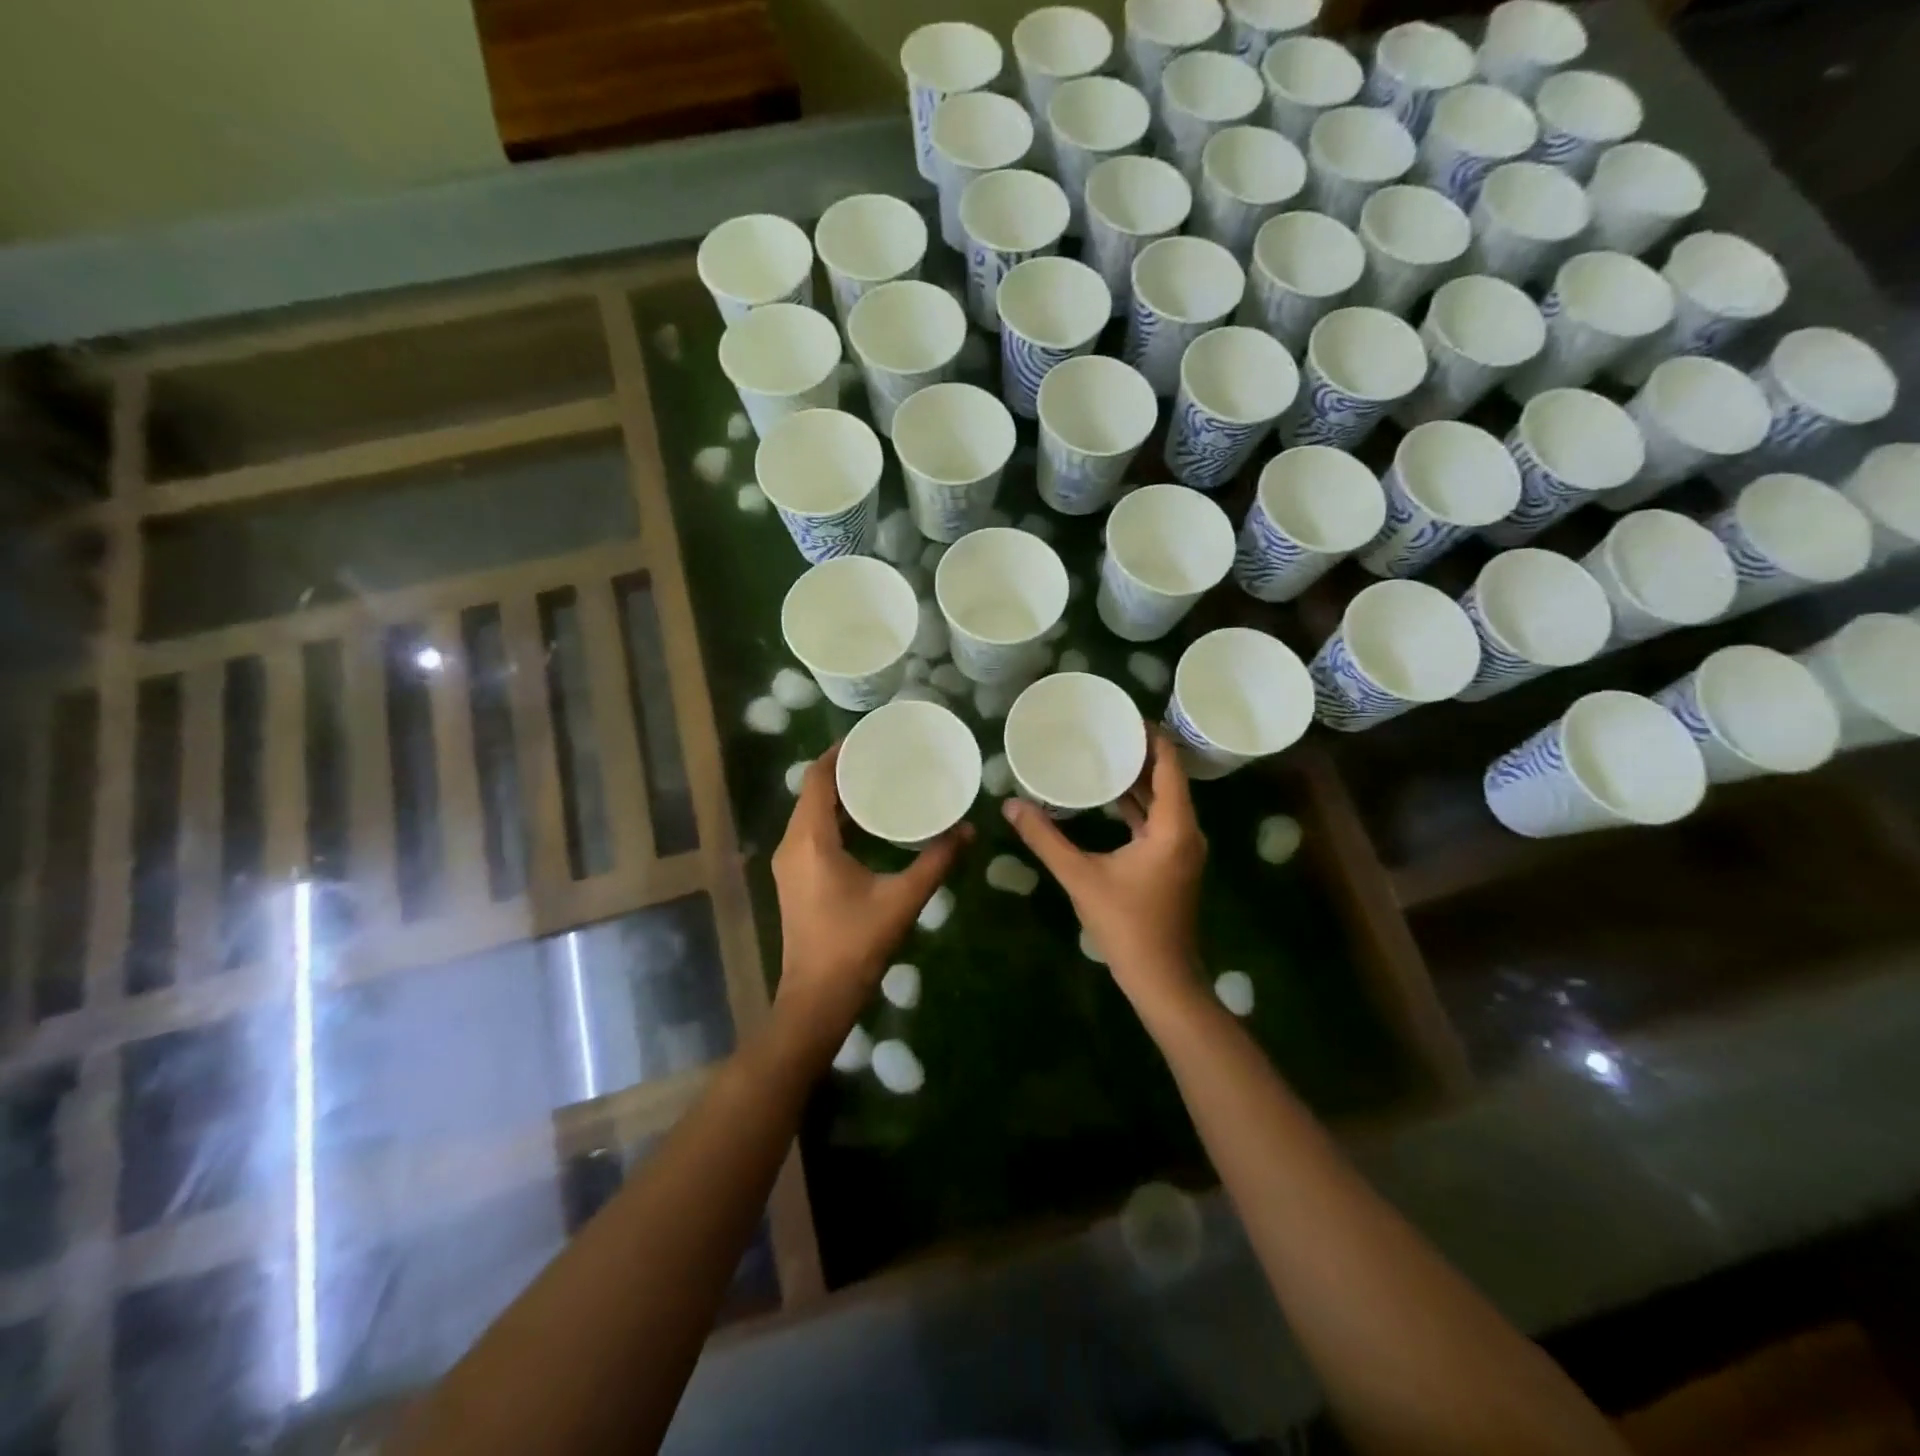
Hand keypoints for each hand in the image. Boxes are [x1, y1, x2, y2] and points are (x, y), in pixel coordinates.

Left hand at [770, 742, 970, 1046]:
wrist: (817, 999)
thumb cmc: (855, 945)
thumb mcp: (902, 899)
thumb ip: (936, 861)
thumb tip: (968, 830)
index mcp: (810, 840)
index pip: (818, 779)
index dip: (839, 752)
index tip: (869, 736)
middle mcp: (792, 845)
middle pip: (813, 792)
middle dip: (844, 770)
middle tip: (883, 756)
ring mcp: (790, 863)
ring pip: (811, 814)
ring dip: (839, 796)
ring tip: (879, 780)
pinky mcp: (795, 879)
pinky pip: (812, 833)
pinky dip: (836, 819)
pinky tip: (868, 822)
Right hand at [1002, 730, 1205, 1010]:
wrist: (1161, 979)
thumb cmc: (1127, 925)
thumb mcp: (1081, 877)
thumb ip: (1046, 838)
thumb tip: (1012, 805)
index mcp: (1173, 826)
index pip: (1169, 765)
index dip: (1151, 736)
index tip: (1124, 714)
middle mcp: (1185, 831)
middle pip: (1168, 778)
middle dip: (1140, 752)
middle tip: (1106, 729)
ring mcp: (1181, 849)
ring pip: (1163, 801)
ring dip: (1138, 779)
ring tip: (1106, 753)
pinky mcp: (1172, 863)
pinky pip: (1157, 820)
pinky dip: (1137, 805)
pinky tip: (1109, 798)